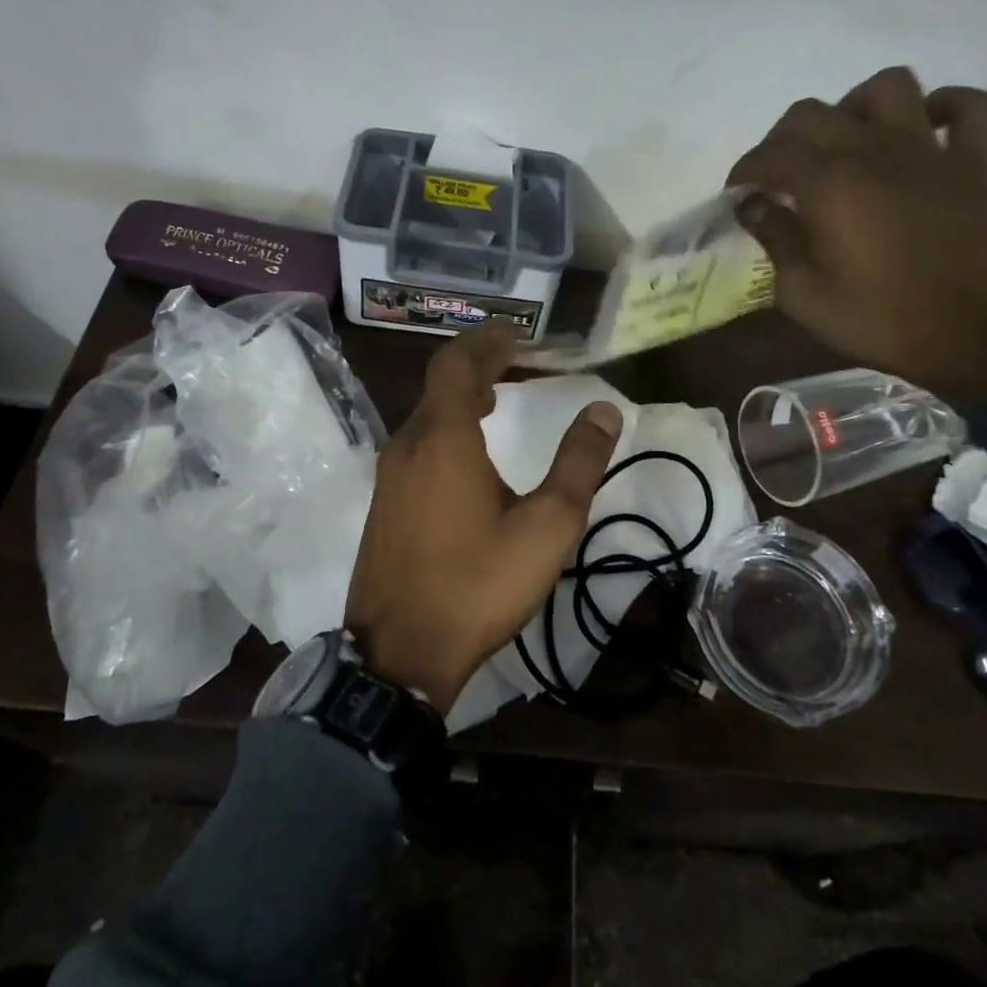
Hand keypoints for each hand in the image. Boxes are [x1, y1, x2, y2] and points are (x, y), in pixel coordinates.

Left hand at [346, 323, 623, 713]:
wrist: (400, 654)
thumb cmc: (477, 584)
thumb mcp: (546, 527)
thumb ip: (577, 464)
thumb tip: (603, 411)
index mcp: (443, 437)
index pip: (457, 362)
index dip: (488, 340)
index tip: (519, 333)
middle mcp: (408, 444)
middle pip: (439, 383)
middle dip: (478, 363)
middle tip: (517, 360)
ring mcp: (389, 475)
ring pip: (426, 414)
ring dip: (461, 397)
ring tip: (497, 397)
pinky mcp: (383, 503)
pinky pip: (417, 443)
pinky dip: (446, 428)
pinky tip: (470, 455)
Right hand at [729, 66, 986, 410]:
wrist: (984, 339)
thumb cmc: (884, 321)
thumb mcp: (806, 296)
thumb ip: (776, 241)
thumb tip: (754, 207)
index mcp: (830, 184)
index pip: (771, 154)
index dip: (744, 170)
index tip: (736, 195)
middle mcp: (875, 150)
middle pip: (814, 113)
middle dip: (781, 139)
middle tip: (777, 176)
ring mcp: (930, 151)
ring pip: (888, 87)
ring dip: (855, 106)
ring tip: (845, 142)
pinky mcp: (976, 164)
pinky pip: (971, 108)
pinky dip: (946, 108)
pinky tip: (923, 130)